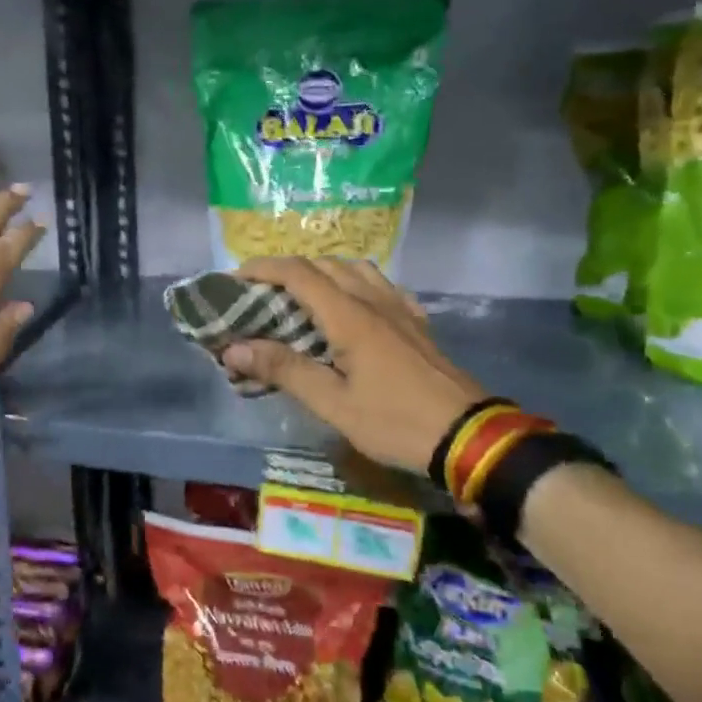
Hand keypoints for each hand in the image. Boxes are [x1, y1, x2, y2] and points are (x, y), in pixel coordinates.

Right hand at [221, 257, 484, 474]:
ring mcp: (400, 309)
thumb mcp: (333, 404)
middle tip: (260, 292)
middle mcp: (374, 301)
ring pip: (355, 270)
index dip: (262, 268)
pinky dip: (355, 284)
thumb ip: (284, 370)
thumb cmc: (395, 422)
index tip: (234, 279)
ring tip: (301, 297)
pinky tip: (352, 306)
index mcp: (349, 316)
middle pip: (325, 265)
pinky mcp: (416, 323)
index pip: (298, 273)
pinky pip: (381, 286)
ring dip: (322, 272)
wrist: (468, 437)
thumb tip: (233, 348)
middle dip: (287, 270)